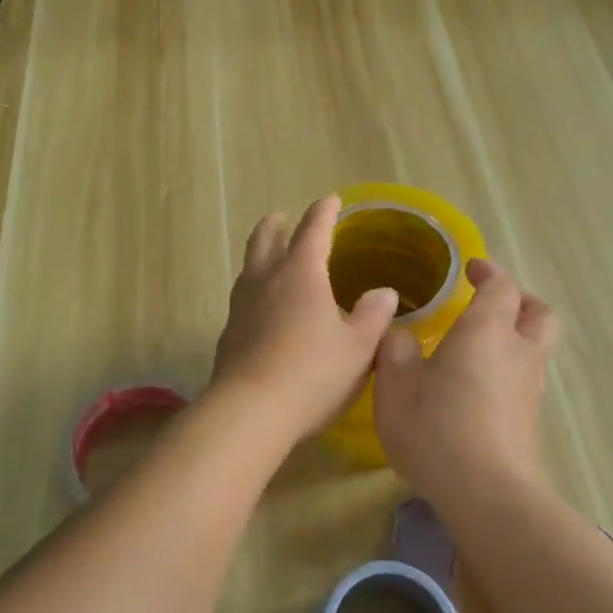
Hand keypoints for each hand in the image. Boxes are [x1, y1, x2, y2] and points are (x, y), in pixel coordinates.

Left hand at [210, 196, 398, 442]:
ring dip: (260, 256)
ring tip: (271, 259)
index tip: (331, 200)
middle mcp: (265, 281)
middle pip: (265, 240)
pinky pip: (243, 299)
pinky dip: (255, 291)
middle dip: (276, 226)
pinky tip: (263, 310)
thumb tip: (384, 292)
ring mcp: (240, 306)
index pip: (312, 230)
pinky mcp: (228, 334)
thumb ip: (373, 316)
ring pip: (248, 268)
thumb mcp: (358, 348)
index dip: (323, 212)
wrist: (250, 411)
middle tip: (282, 218)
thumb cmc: (313, 373)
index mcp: (300, 274)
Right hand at [373, 257, 558, 500]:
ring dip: (514, 337)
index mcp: (487, 330)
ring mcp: (530, 388)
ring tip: (477, 347)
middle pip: (538, 313)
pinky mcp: (529, 420)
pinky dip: (507, 370)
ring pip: (535, 347)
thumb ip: (394, 349)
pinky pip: (524, 379)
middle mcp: (518, 351)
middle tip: (489, 302)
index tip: (470, 269)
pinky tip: (476, 388)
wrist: (486, 493)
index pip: (501, 285)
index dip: (488, 271)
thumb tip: (400, 334)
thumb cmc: (436, 426)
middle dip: (519, 300)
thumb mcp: (394, 383)